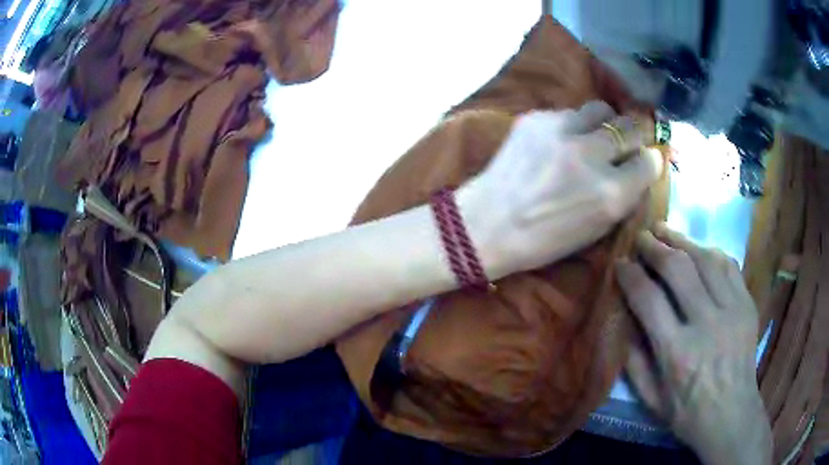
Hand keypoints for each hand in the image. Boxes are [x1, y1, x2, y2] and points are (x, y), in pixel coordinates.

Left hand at [457, 101, 662, 278]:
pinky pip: (568, 112)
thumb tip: (638, 167)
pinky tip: (556, 142)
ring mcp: (562, 131)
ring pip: (600, 109)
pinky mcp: (537, 118)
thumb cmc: (544, 240)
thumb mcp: (596, 229)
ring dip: (602, 123)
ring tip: (591, 136)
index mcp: (611, 194)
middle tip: (621, 144)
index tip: (641, 162)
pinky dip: (570, 125)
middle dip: (631, 136)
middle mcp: (592, 156)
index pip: (649, 161)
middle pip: (631, 127)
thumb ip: (623, 196)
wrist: (488, 223)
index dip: (648, 161)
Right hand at [616, 224, 772, 464]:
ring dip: (682, 240)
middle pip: (678, 269)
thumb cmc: (688, 413)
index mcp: (677, 353)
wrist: (732, 416)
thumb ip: (634, 362)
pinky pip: (729, 266)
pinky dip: (711, 252)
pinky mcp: (747, 305)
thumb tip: (625, 322)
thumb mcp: (651, 400)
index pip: (649, 299)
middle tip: (641, 237)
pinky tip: (699, 249)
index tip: (621, 264)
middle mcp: (706, 324)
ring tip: (665, 230)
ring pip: (706, 259)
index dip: (631, 275)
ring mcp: (731, 311)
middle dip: (655, 247)